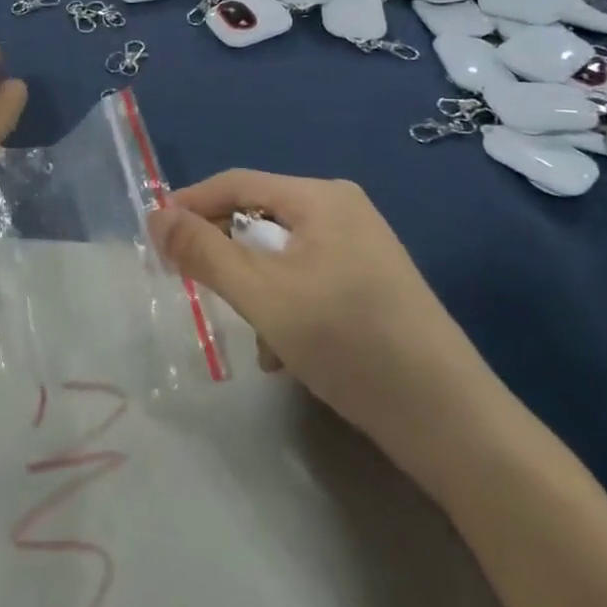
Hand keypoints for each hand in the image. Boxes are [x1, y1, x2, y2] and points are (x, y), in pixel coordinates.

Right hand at [150, 171, 509, 495]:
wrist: (452, 422)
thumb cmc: (350, 344)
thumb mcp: (264, 297)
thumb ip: (204, 253)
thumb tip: (156, 217)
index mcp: (321, 198)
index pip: (237, 183)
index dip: (191, 204)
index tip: (154, 237)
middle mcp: (343, 211)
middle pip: (260, 219)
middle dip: (227, 257)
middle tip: (195, 289)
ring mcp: (362, 248)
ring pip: (281, 257)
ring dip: (257, 292)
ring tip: (256, 340)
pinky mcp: (371, 285)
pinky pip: (308, 280)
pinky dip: (286, 308)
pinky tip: (287, 356)